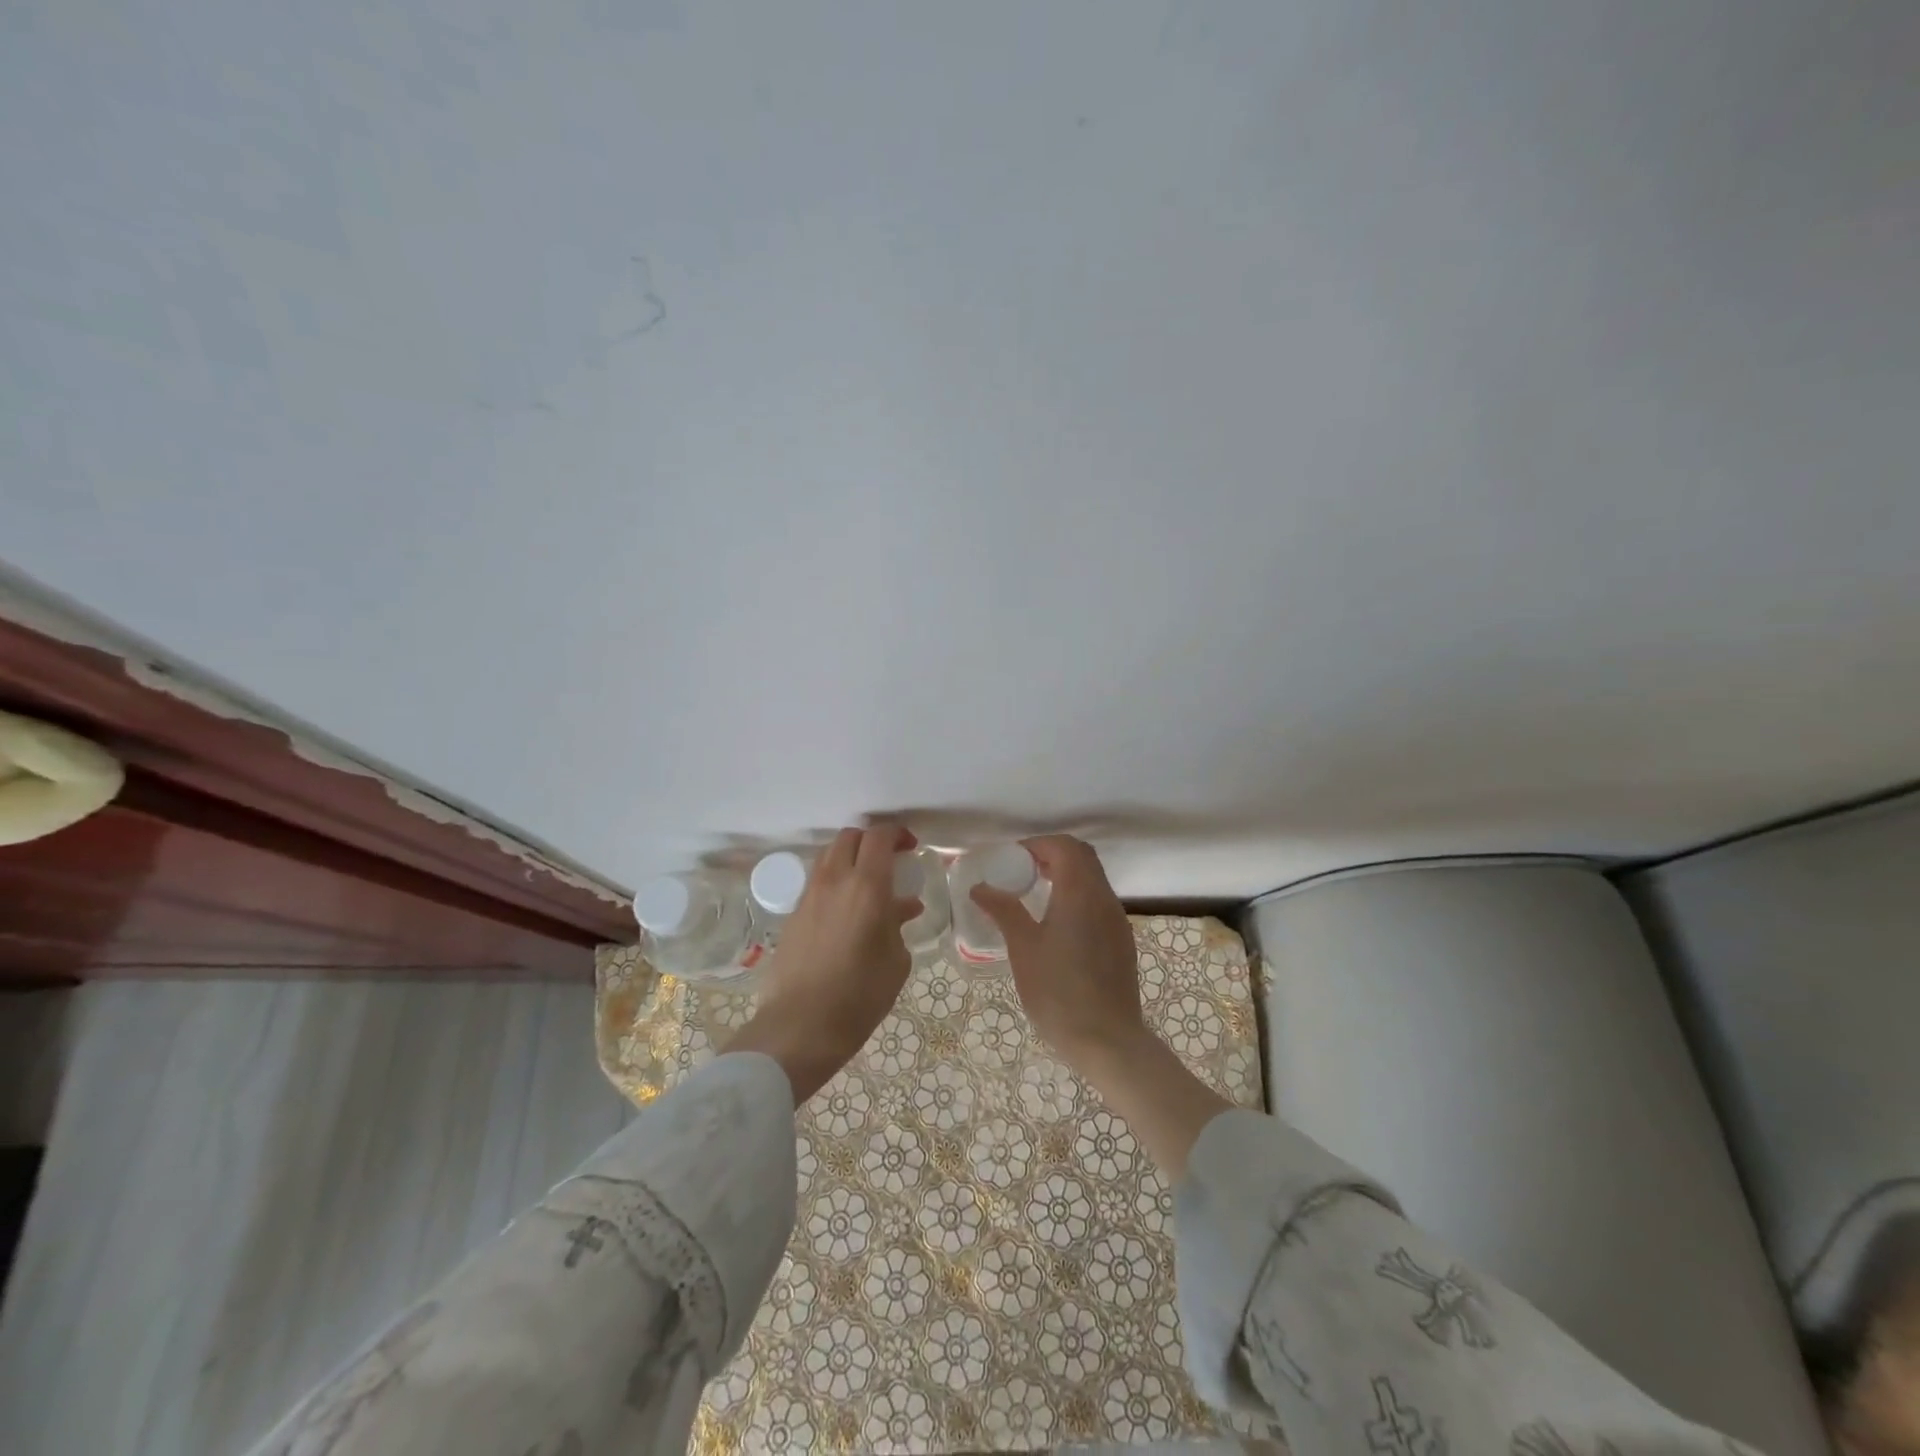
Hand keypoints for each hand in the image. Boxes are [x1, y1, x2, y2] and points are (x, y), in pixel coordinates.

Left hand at [723, 823, 921, 1102]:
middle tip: (889, 860)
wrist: (799, 1028)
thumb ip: (898, 925)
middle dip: (871, 840)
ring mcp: (809, 895)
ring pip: (829, 855)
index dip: (897, 833)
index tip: (910, 846)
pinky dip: (834, 880)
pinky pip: (817, 881)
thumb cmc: (859, 997)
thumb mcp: (895, 962)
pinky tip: (847, 909)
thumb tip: (902, 907)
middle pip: (850, 837)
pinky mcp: (793, 914)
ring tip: (868, 883)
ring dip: (850, 858)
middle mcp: (835, 880)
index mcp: (866, 887)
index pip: (879, 837)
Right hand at [969, 835, 1148, 1070]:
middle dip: (1052, 854)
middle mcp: (1104, 898)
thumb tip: (980, 887)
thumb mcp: (1023, 948)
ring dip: (1066, 875)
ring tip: (1034, 894)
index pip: (1064, 846)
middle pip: (1082, 856)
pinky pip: (1098, 901)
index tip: (1011, 860)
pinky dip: (1077, 896)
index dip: (1036, 845)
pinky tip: (1056, 923)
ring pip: (1093, 879)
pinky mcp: (1121, 940)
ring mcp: (1117, 920)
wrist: (1107, 1040)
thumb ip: (1004, 911)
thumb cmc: (1058, 992)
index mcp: (1080, 893)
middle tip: (1021, 871)